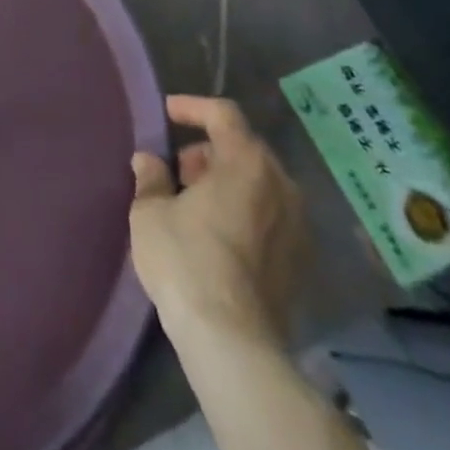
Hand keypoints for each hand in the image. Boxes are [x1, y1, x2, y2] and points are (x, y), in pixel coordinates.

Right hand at [129, 96, 305, 349]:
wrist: (232, 342)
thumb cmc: (186, 261)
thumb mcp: (150, 211)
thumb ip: (150, 177)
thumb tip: (148, 160)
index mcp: (247, 163)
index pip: (224, 114)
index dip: (193, 107)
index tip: (167, 113)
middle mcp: (281, 186)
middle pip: (244, 148)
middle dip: (208, 151)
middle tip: (176, 171)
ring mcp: (297, 225)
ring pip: (259, 183)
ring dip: (226, 182)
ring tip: (192, 203)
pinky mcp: (301, 261)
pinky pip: (270, 216)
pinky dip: (244, 210)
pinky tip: (216, 235)